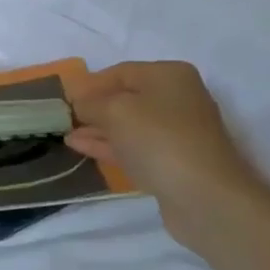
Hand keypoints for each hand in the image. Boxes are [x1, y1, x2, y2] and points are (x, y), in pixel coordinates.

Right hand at [64, 62, 269, 209]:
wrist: (205, 197)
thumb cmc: (159, 139)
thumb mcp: (115, 111)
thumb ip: (91, 103)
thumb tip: (79, 103)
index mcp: (169, 75)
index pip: (121, 71)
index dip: (90, 83)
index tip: (64, 97)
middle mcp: (177, 99)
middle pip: (126, 98)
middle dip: (94, 107)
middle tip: (63, 117)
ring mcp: (176, 133)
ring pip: (129, 125)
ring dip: (98, 129)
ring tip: (67, 133)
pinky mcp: (172, 163)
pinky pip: (134, 148)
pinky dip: (108, 146)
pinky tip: (81, 147)